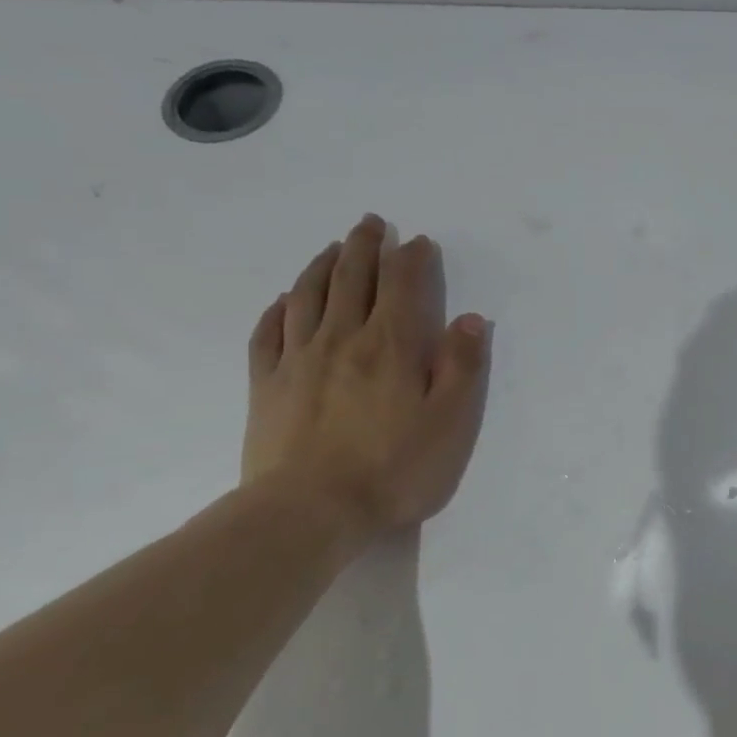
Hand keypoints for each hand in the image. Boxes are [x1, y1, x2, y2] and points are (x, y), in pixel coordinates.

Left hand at [243, 215, 490, 532]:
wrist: (309, 513)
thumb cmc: (395, 469)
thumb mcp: (451, 421)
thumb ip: (462, 366)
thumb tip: (470, 318)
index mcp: (391, 346)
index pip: (402, 286)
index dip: (412, 259)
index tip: (419, 241)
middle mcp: (342, 339)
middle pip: (351, 279)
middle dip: (365, 247)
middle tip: (371, 223)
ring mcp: (298, 361)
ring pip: (307, 296)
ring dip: (322, 265)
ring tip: (333, 248)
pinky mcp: (266, 387)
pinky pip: (268, 334)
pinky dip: (277, 309)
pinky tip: (283, 300)